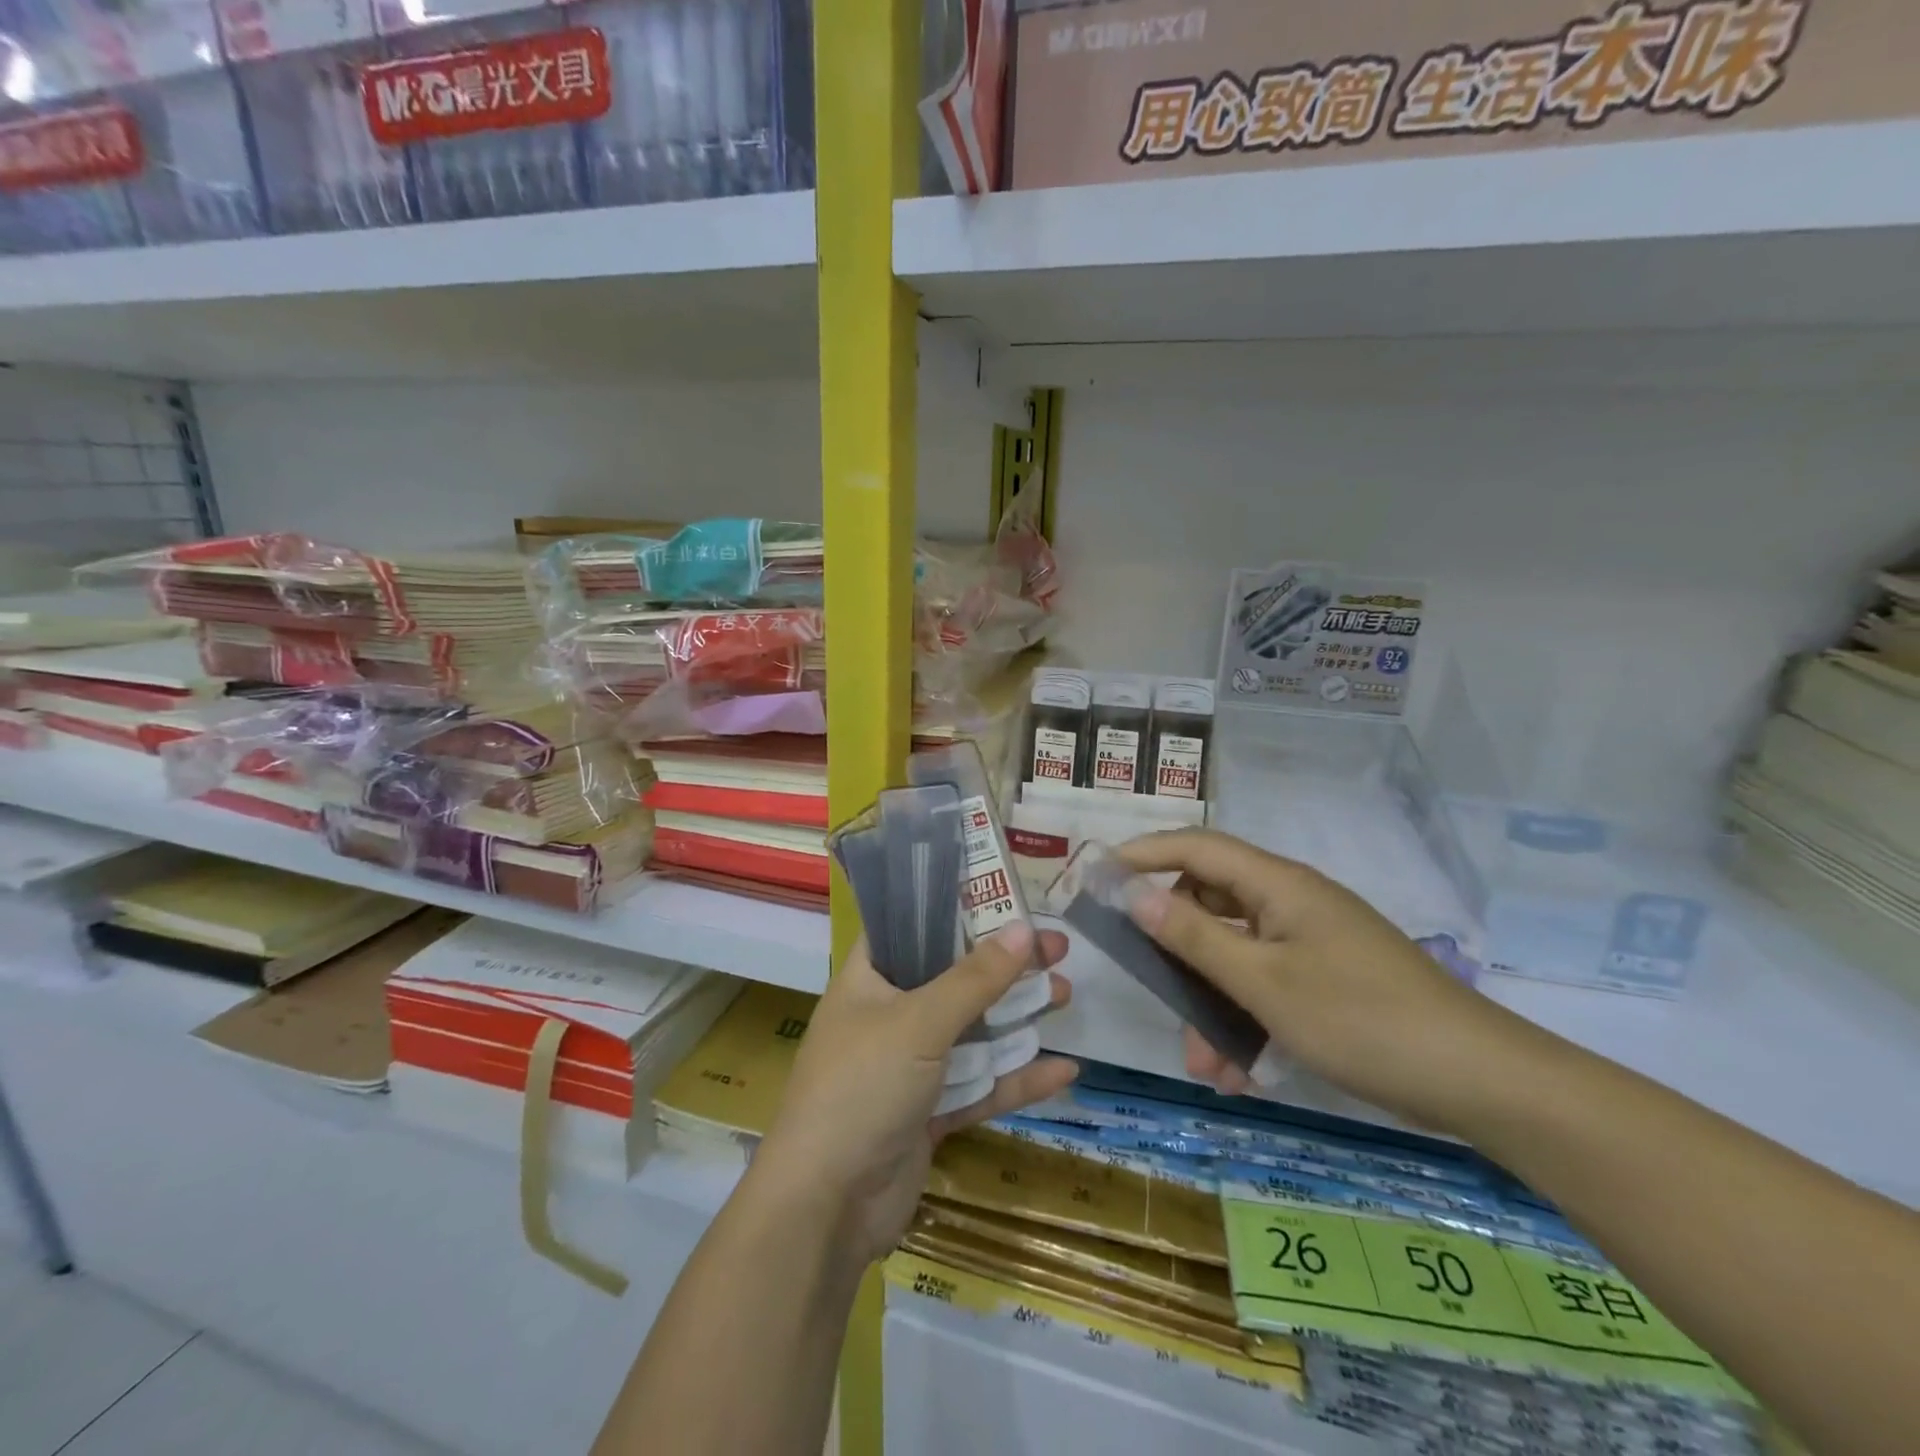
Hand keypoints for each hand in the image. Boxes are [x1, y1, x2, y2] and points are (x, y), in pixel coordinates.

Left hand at [751, 924, 1076, 1267]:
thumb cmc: (862, 1087)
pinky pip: (980, 1086)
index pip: (910, 927)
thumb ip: (974, 978)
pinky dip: (1016, 1078)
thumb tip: (1026, 930)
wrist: (827, 1206)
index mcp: (869, 980)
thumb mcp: (920, 1021)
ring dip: (1017, 1016)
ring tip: (1066, 994)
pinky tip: (1064, 1071)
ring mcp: (910, 1067)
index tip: (1002, 896)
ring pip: (973, 1031)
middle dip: (1003, 965)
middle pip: (953, 978)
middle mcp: (888, 1015)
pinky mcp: (930, 1113)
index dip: (953, 909)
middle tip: (1056, 949)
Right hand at [1117, 828, 1526, 1135]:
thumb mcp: (1263, 982)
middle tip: (1147, 985)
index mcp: (1278, 885)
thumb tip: (1133, 892)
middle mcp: (1292, 901)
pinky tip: (1240, 1070)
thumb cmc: (1361, 1020)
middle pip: (1211, 902)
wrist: (1480, 1081)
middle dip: (1176, 949)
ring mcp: (1312, 939)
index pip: (1195, 847)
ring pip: (1236, 952)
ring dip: (1210, 999)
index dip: (1142, 853)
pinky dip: (1245, 1017)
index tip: (1096, 877)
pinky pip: (1266, 980)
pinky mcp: (1328, 974)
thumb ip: (1193, 936)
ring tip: (1203, 1064)